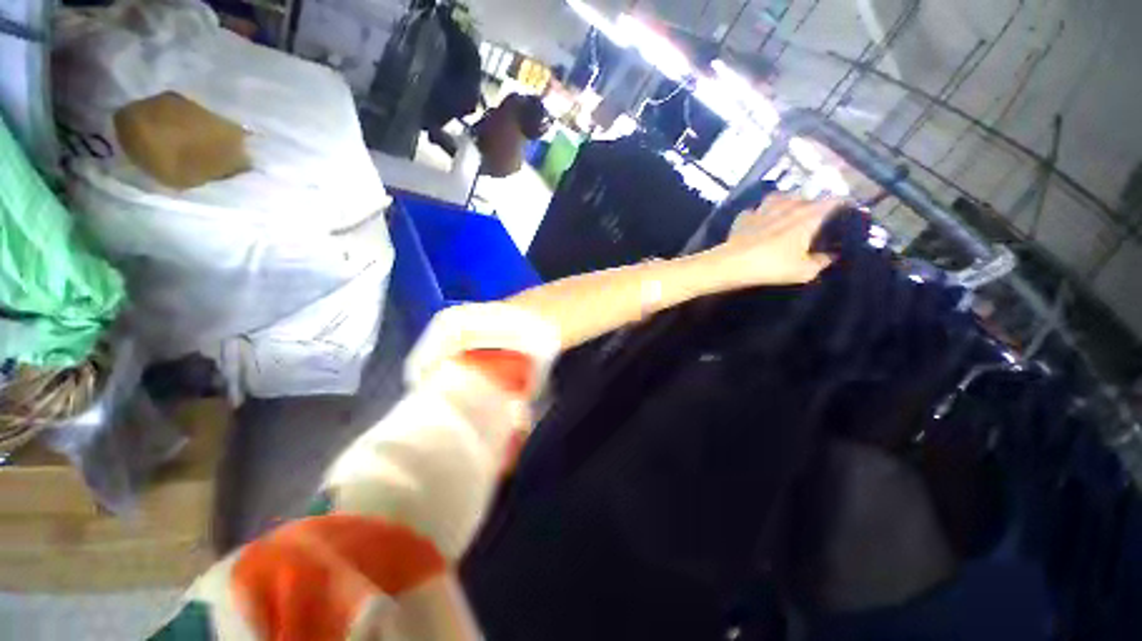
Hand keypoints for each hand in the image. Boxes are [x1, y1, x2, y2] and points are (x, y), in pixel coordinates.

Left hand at [704, 194, 838, 288]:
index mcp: (807, 217)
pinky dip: (758, 214)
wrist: (733, 264)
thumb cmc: (772, 266)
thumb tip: (830, 256)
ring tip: (786, 210)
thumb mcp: (804, 271)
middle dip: (811, 201)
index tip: (845, 209)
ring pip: (777, 197)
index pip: (832, 201)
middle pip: (804, 196)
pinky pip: (754, 210)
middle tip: (813, 213)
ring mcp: (762, 210)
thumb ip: (820, 262)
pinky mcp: (743, 218)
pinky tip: (757, 221)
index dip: (841, 203)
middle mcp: (787, 207)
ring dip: (784, 201)